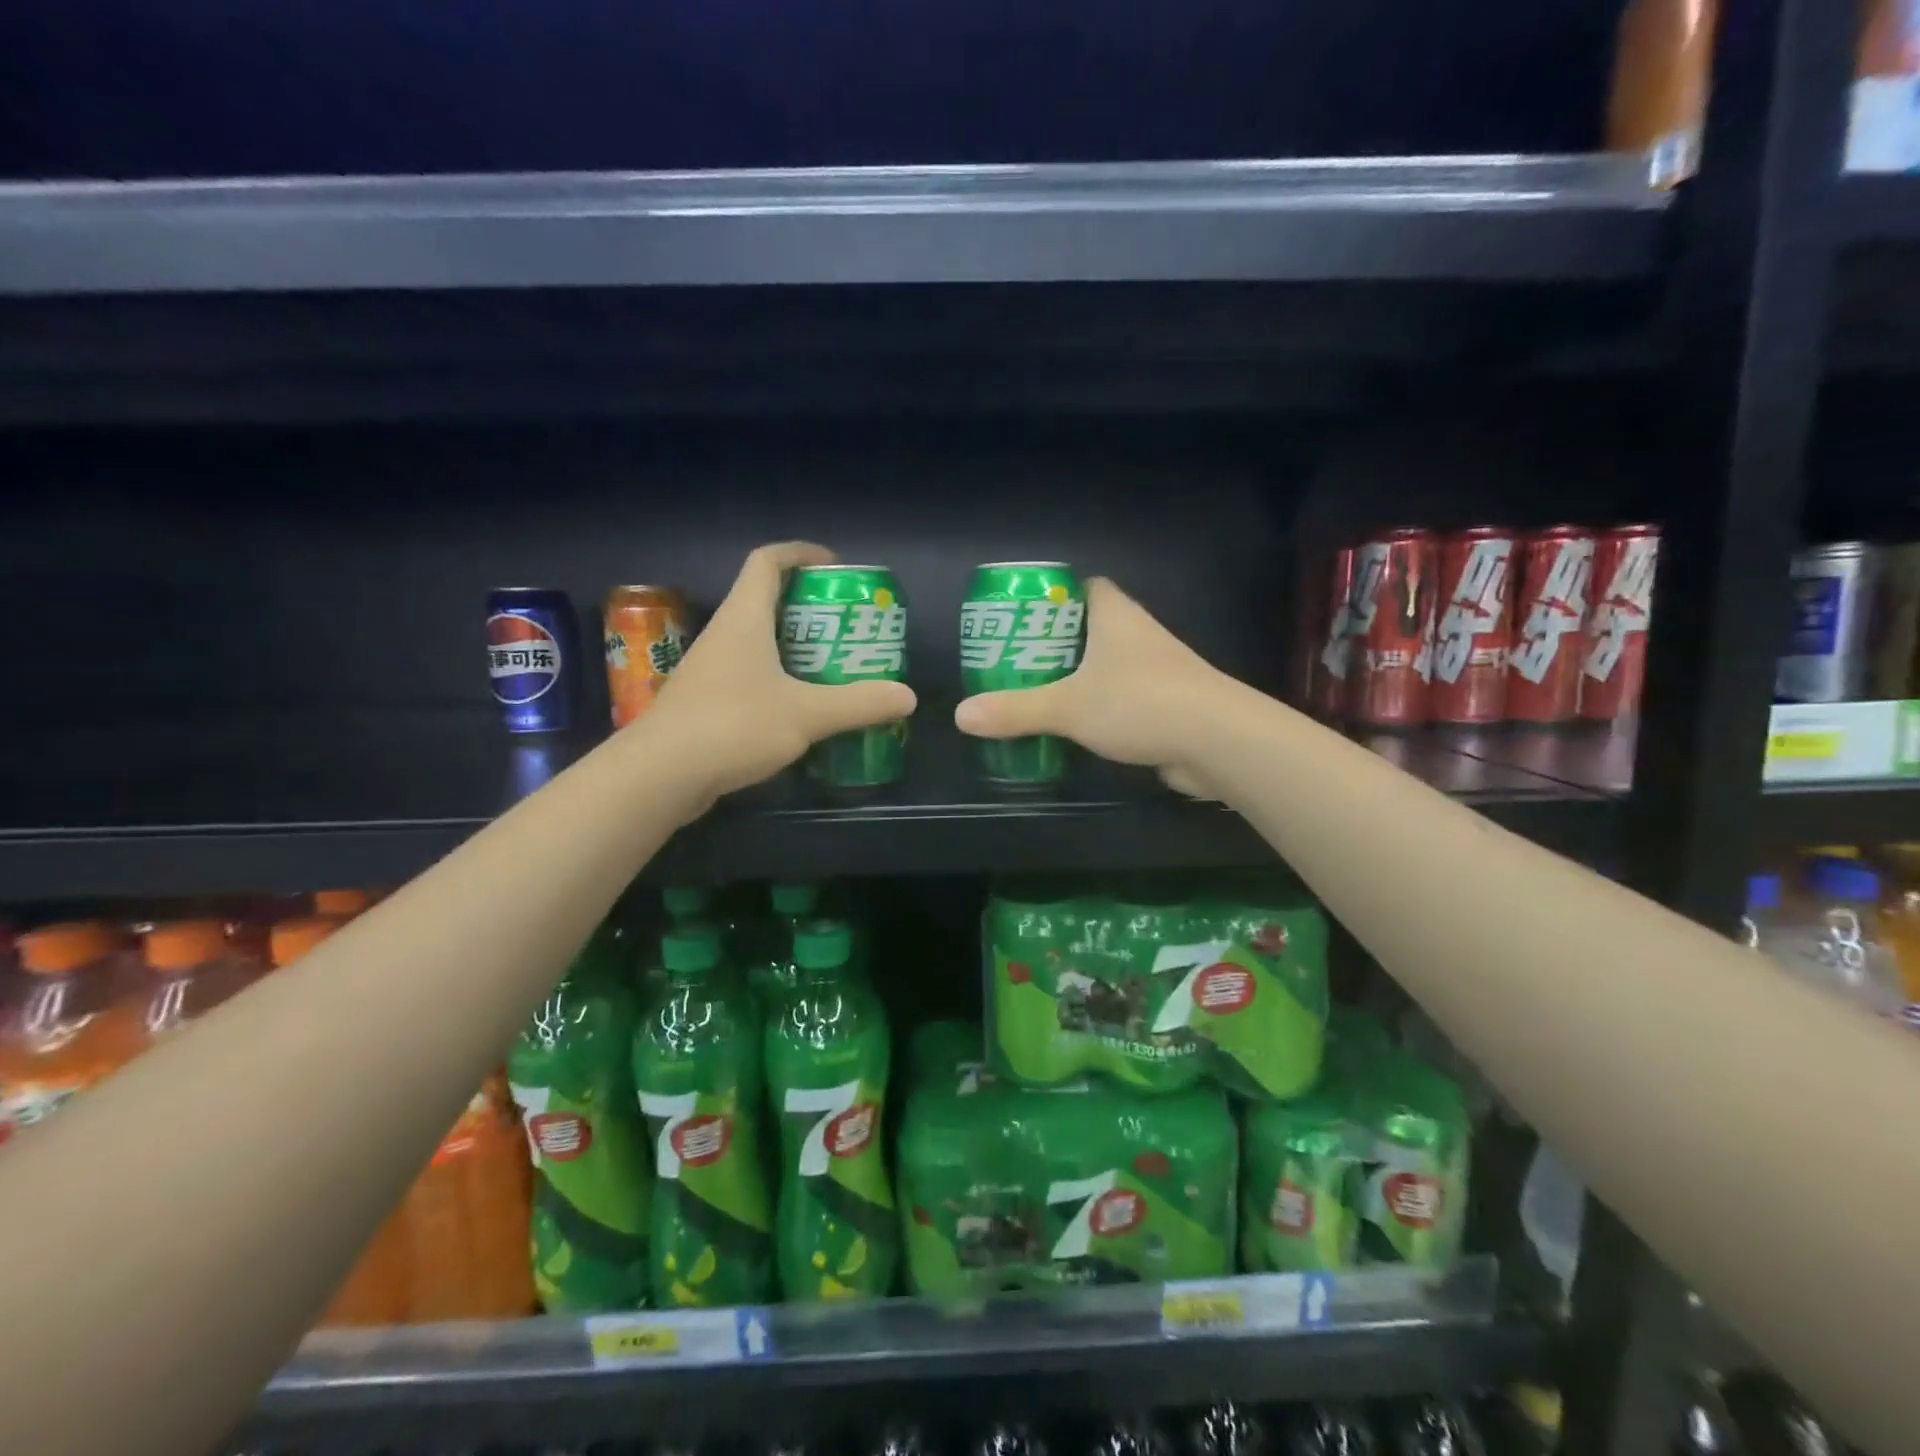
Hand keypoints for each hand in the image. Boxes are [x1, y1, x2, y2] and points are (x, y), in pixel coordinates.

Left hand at [644, 542, 916, 815]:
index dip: (800, 553)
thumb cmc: (733, 725)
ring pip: (757, 642)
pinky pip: (749, 675)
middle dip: (809, 607)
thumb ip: (858, 703)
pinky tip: (802, 708)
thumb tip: (907, 696)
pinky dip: (778, 680)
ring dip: (794, 647)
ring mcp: (710, 669)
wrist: (660, 775)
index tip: (834, 565)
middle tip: (848, 625)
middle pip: (765, 600)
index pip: (767, 562)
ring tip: (834, 665)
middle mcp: (724, 635)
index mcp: (744, 619)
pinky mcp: (706, 703)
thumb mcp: (806, 714)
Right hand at [954, 577, 1232, 796]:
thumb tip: (961, 715)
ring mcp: (1156, 670)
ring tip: (1036, 693)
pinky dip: (1099, 707)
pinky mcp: (1166, 704)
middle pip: (1091, 627)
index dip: (1054, 595)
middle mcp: (1138, 635)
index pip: (1085, 586)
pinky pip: (1123, 697)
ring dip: (1078, 677)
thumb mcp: (1067, 706)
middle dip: (1056, 642)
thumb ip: (1015, 710)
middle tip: (1016, 660)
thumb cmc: (1139, 703)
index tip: (1023, 615)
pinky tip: (1075, 727)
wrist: (1218, 740)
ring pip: (1108, 664)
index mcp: (1115, 616)